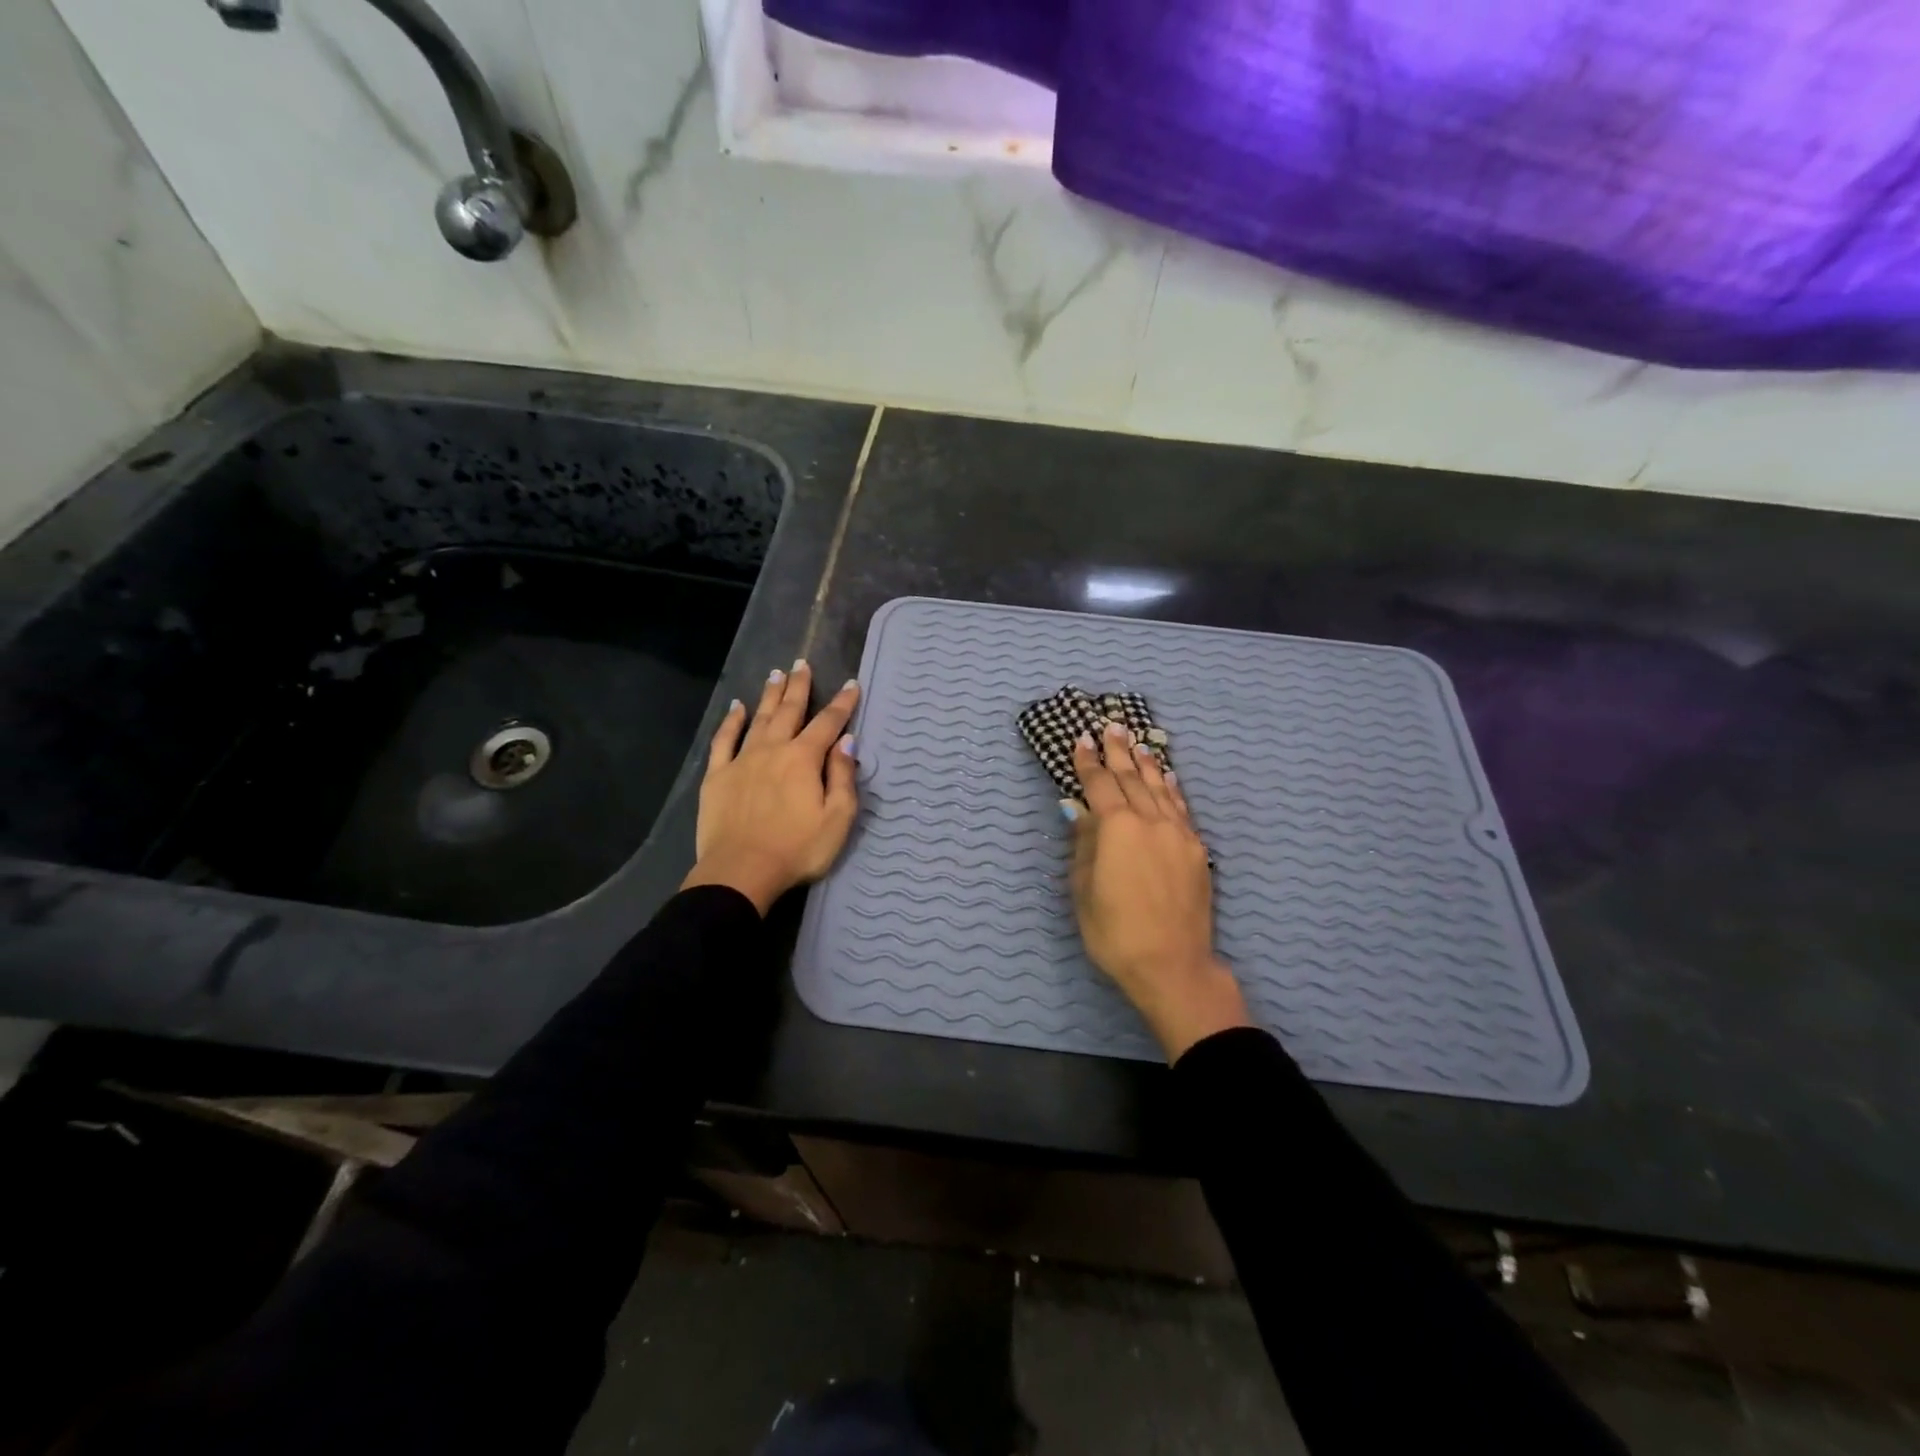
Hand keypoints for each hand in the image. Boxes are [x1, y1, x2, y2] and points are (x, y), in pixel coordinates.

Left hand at [681, 660, 859, 914]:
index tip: (852, 685)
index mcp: (803, 759)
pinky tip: (736, 708)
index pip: (828, 723)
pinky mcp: (717, 776)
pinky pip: (724, 740)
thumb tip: (846, 742)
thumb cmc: (797, 849)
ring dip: (769, 695)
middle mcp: (773, 749)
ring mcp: (742, 760)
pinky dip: (731, 721)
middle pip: (789, 711)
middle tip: (802, 664)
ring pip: (758, 718)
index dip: (842, 703)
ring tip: (776, 674)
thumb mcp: (837, 819)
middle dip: (799, 686)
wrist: (741, 872)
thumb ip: (843, 777)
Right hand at [1067, 721, 1251, 1061]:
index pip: (1099, 784)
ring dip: (1146, 764)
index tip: (1082, 739)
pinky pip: (1181, 808)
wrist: (1171, 964)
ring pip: (1159, 789)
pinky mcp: (1197, 850)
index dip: (1088, 762)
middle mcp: (1150, 821)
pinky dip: (1171, 789)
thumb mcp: (1083, 889)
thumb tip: (1080, 810)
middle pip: (1131, 778)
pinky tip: (1167, 778)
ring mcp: (1178, 834)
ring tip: (1138, 743)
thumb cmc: (1114, 931)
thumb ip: (1084, 844)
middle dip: (1118, 752)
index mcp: (1116, 828)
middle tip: (1111, 727)